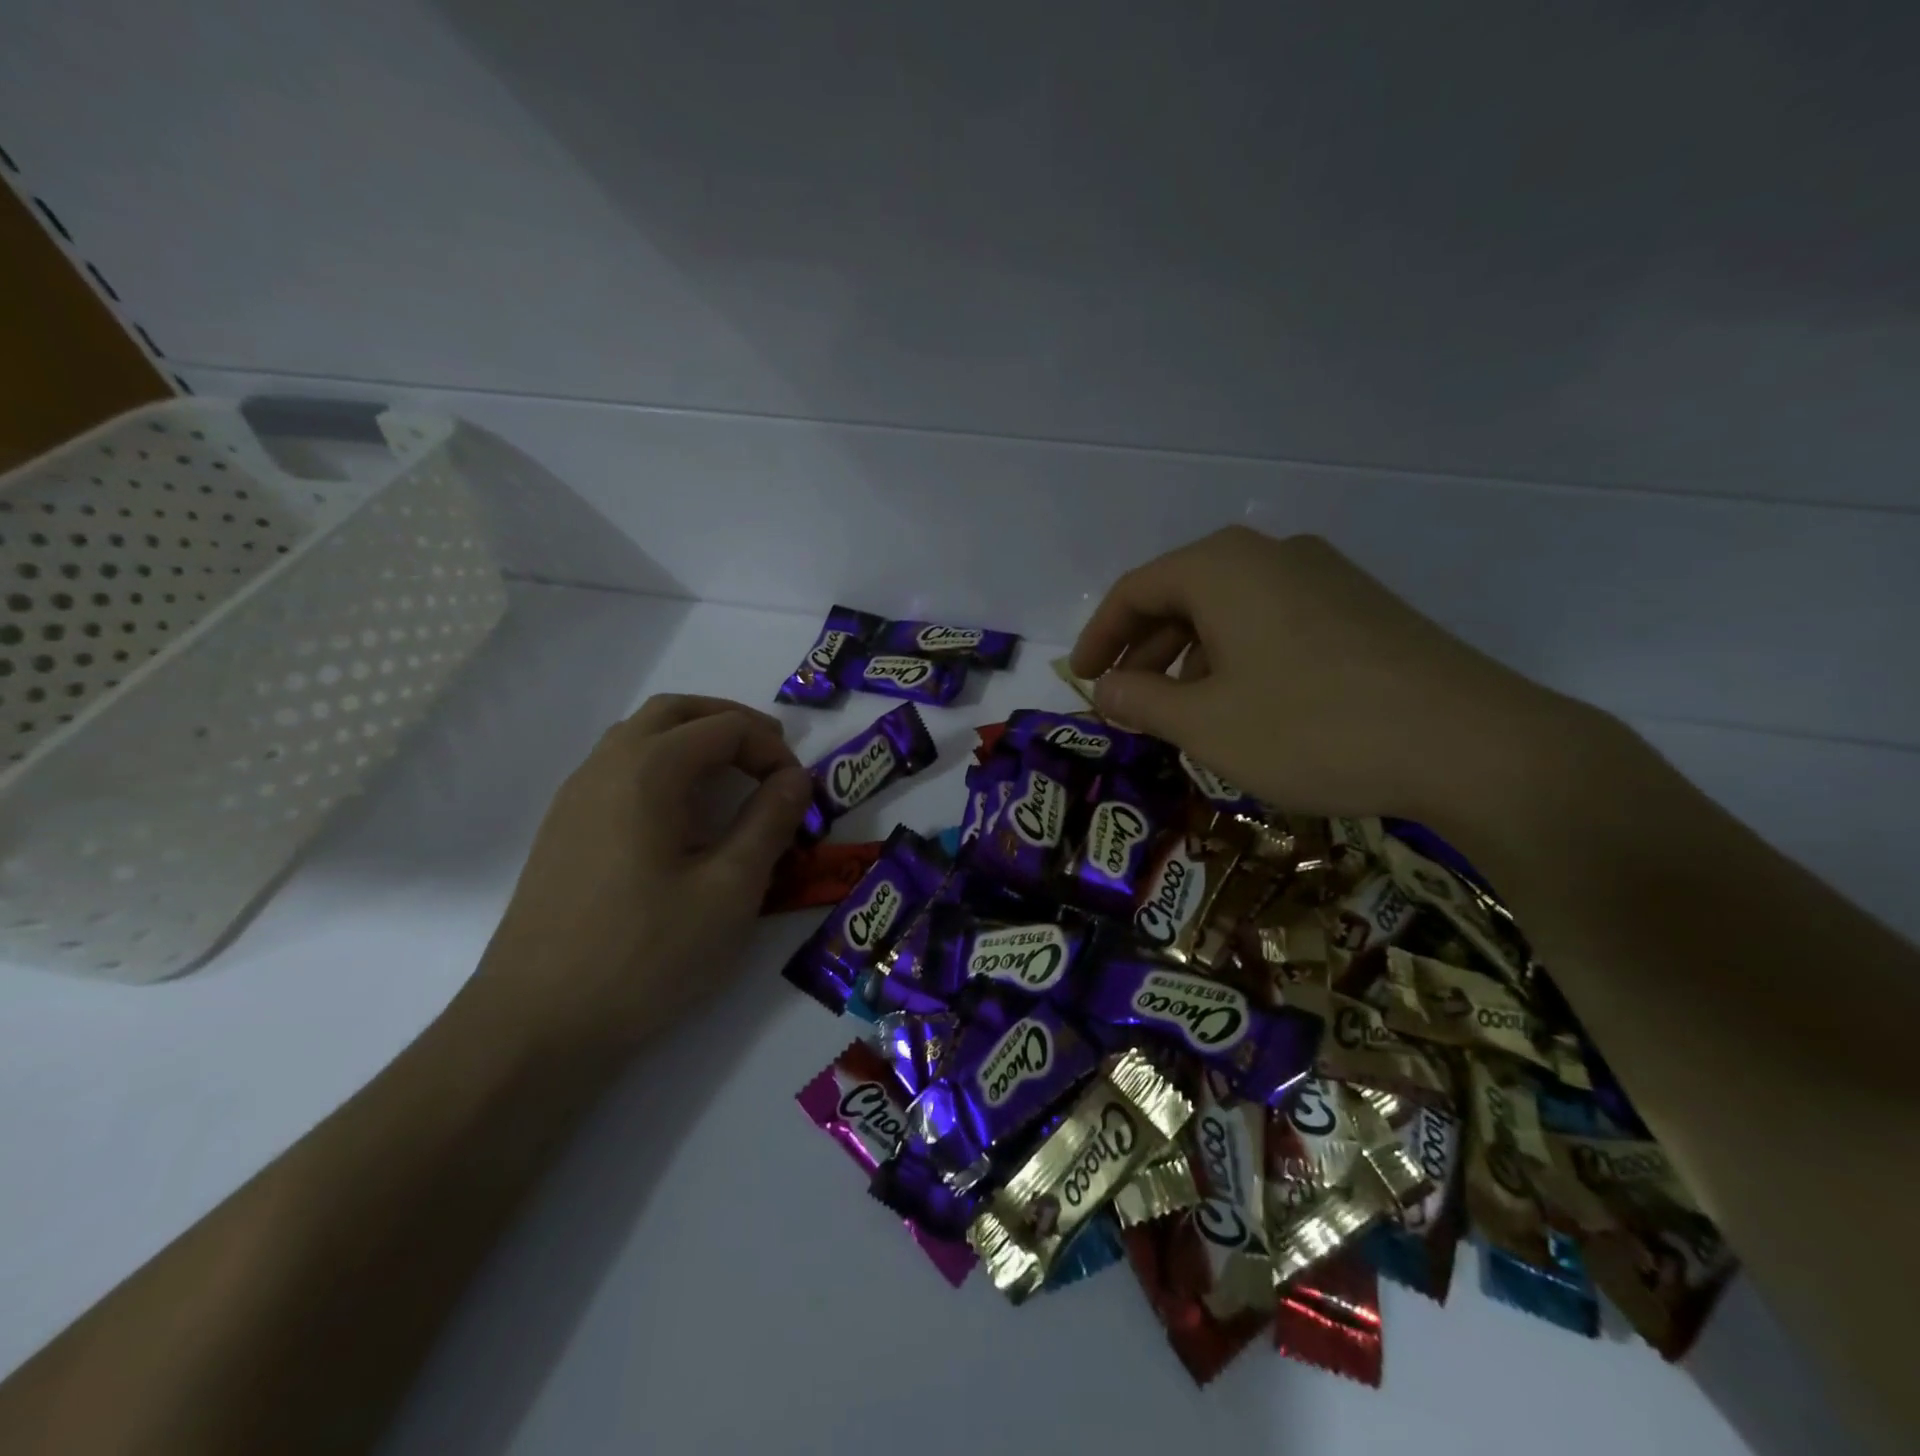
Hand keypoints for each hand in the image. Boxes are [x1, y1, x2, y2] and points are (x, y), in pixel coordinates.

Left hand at [470, 695, 812, 1055]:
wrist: (535, 1026)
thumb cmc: (646, 953)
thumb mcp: (731, 889)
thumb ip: (770, 822)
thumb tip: (795, 778)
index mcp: (648, 770)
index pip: (725, 728)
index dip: (772, 750)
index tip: (799, 794)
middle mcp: (605, 766)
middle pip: (674, 713)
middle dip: (730, 723)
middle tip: (772, 755)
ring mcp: (574, 798)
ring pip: (639, 737)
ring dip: (693, 741)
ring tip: (733, 778)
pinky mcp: (563, 831)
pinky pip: (618, 770)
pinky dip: (663, 767)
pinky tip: (681, 817)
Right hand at [1069, 527, 1590, 827]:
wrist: (1472, 745)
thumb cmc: (1312, 728)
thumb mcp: (1205, 724)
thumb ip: (1140, 701)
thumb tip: (1102, 690)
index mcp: (1223, 567)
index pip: (1135, 590)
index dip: (1099, 636)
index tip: (1082, 679)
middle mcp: (1272, 554)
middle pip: (1183, 594)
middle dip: (1145, 650)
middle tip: (1127, 701)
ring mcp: (1325, 577)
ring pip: (1230, 610)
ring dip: (1192, 657)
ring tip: (1182, 712)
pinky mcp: (1363, 608)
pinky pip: (1274, 622)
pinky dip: (1239, 658)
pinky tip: (1246, 706)